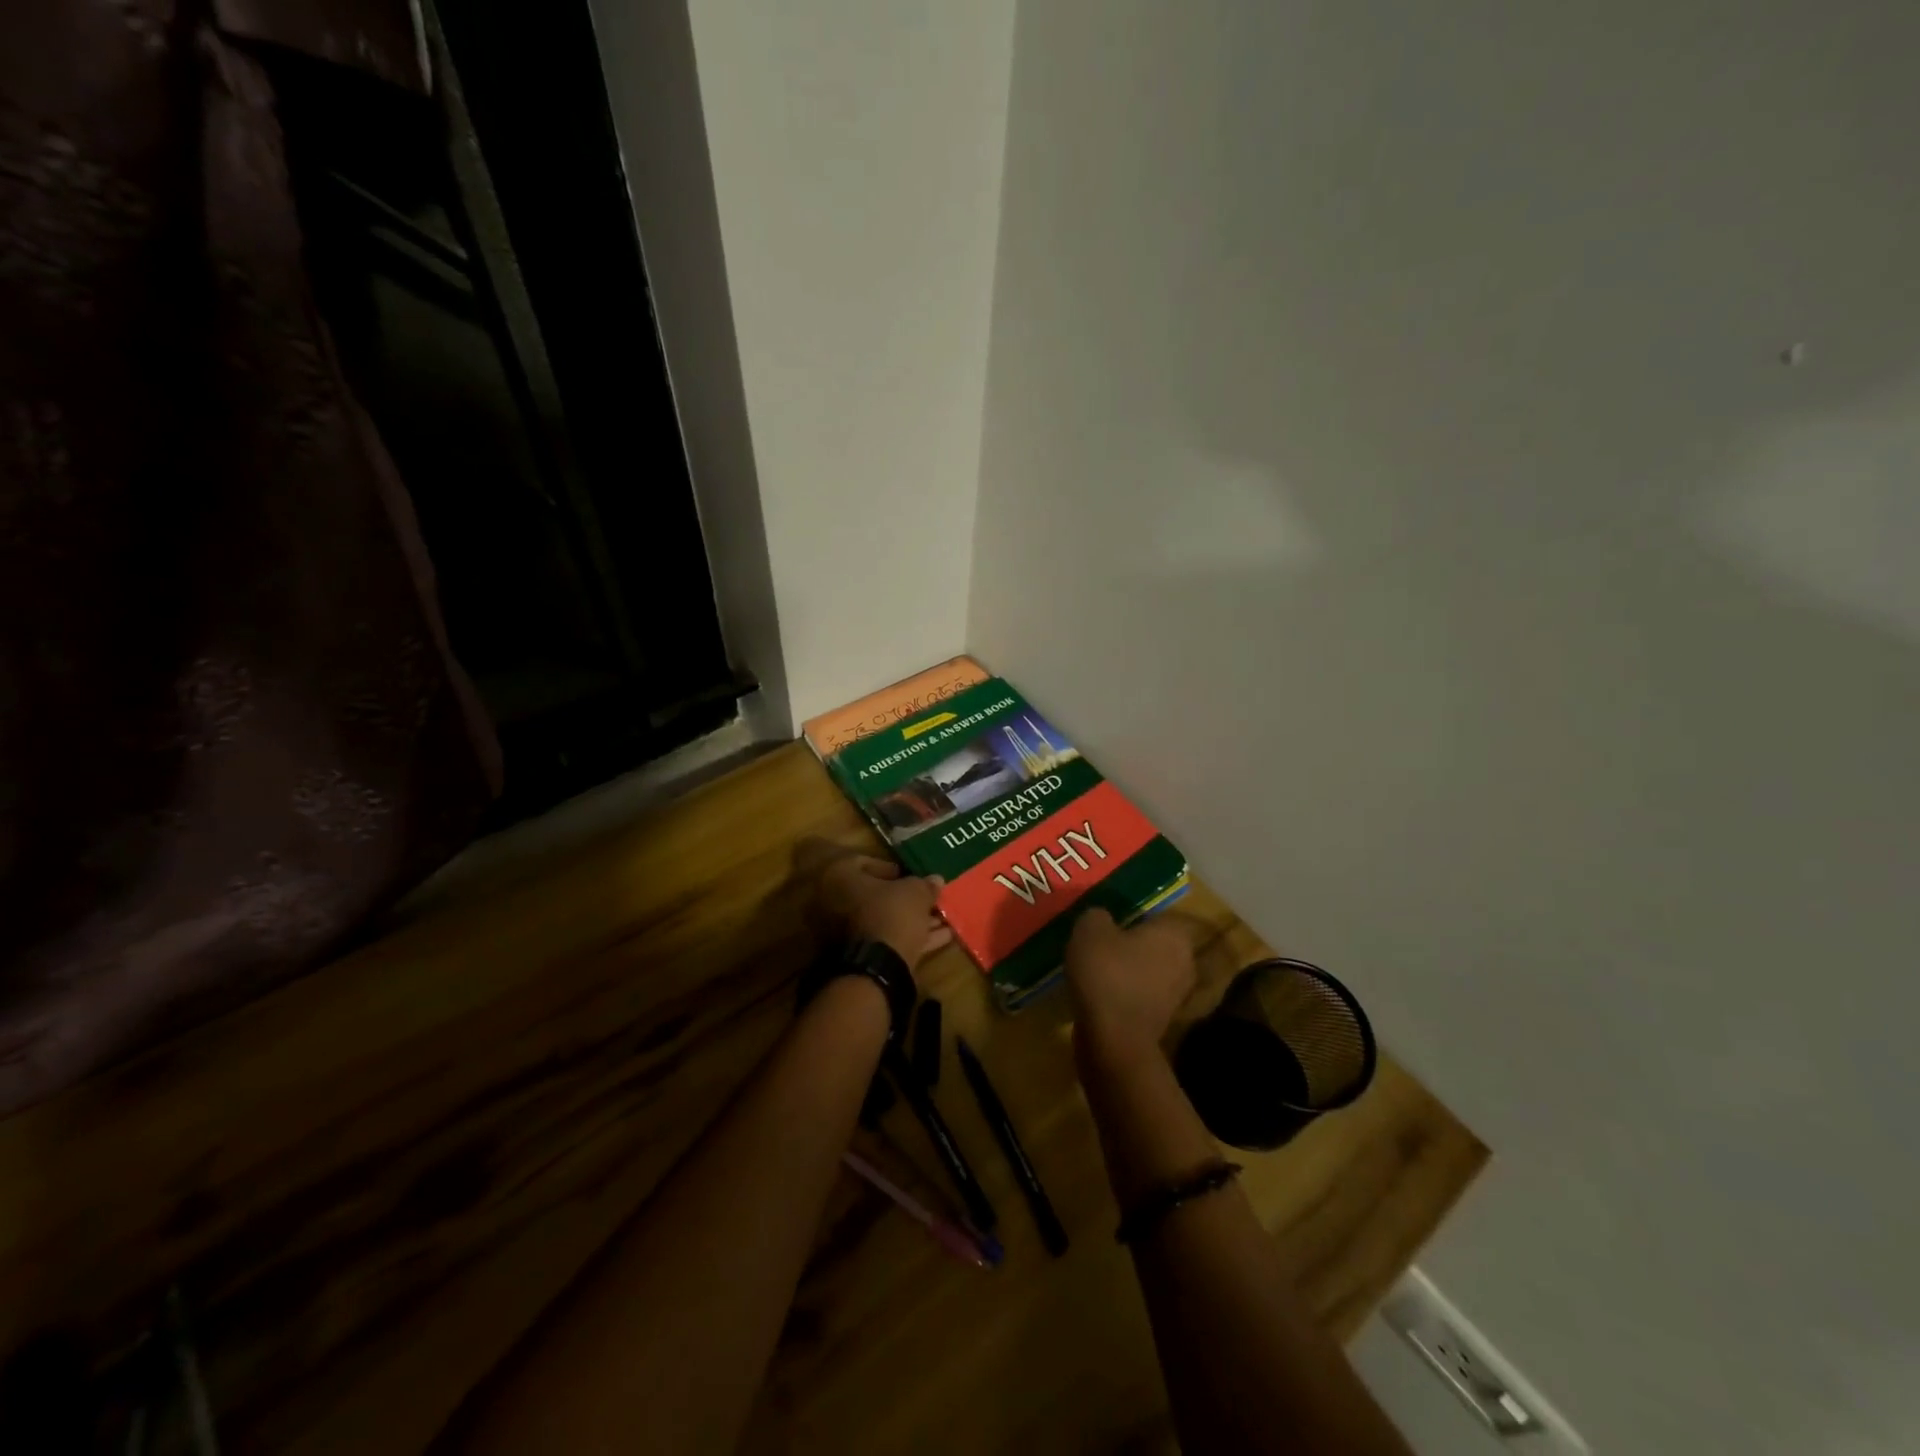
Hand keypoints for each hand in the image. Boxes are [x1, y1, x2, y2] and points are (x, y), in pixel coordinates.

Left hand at [805, 843, 950, 973]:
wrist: (875, 968)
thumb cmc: (891, 914)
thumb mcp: (915, 893)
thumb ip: (924, 884)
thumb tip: (936, 880)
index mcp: (839, 877)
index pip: (862, 863)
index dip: (890, 868)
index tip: (910, 876)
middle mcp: (834, 903)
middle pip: (873, 896)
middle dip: (904, 899)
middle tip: (928, 900)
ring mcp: (841, 933)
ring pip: (881, 920)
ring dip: (911, 919)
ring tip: (942, 919)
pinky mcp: (856, 957)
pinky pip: (884, 940)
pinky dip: (910, 937)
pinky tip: (941, 937)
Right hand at [1065, 908, 1195, 1068]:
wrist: (1114, 1040)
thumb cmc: (1107, 974)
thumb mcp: (1090, 929)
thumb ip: (1098, 915)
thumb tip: (1103, 919)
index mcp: (1175, 935)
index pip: (1156, 914)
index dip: (1130, 914)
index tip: (1106, 920)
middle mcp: (1184, 962)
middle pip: (1152, 944)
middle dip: (1128, 943)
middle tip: (1097, 942)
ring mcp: (1176, 995)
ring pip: (1145, 971)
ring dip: (1124, 970)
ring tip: (1093, 969)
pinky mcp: (1161, 1021)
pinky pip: (1138, 996)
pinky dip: (1121, 994)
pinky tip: (1097, 993)